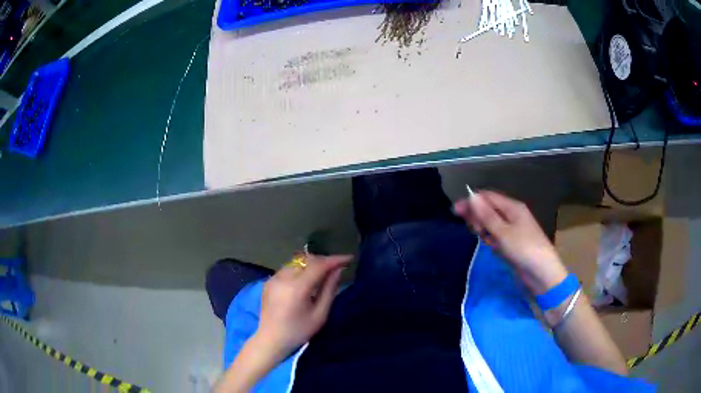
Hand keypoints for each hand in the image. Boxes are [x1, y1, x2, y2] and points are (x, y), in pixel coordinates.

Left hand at [255, 254, 351, 357]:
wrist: (271, 340)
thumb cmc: (298, 331)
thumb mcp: (320, 315)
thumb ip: (329, 290)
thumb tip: (338, 271)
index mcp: (297, 287)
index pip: (319, 265)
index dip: (335, 260)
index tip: (349, 259)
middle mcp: (283, 277)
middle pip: (307, 260)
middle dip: (324, 261)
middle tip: (337, 267)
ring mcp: (274, 278)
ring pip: (297, 262)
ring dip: (311, 264)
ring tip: (323, 272)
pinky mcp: (269, 281)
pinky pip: (288, 268)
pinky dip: (300, 269)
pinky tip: (306, 279)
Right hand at [453, 191, 567, 294]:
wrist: (542, 274)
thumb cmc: (524, 250)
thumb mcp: (503, 232)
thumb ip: (487, 215)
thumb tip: (472, 196)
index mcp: (513, 207)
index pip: (488, 197)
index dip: (472, 201)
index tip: (455, 211)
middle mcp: (512, 215)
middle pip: (489, 209)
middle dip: (478, 216)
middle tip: (473, 230)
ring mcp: (513, 230)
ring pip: (491, 224)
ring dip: (484, 229)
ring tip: (483, 239)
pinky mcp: (512, 243)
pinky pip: (496, 236)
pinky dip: (491, 239)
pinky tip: (491, 246)